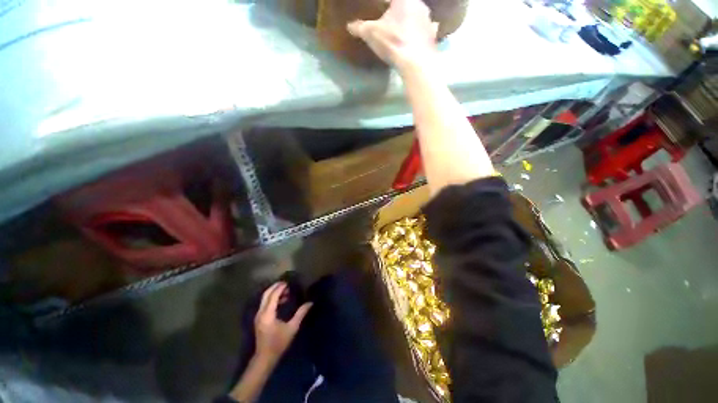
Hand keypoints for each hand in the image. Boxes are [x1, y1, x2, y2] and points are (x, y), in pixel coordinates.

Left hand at [253, 282, 311, 362]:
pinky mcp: (259, 319)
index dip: (280, 288)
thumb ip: (301, 314)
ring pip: (264, 299)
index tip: (288, 282)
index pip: (273, 296)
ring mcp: (258, 316)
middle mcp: (261, 313)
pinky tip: (282, 301)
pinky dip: (272, 299)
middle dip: (275, 287)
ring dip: (274, 293)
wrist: (264, 358)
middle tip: (286, 283)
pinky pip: (265, 304)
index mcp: (268, 314)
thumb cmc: (279, 343)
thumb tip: (310, 303)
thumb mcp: (292, 328)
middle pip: (266, 294)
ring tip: (286, 291)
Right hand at [347, 0, 438, 69]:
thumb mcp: (371, 34)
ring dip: (413, 18)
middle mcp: (419, 4)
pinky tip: (419, 37)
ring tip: (405, 27)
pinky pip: (428, 29)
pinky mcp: (432, 35)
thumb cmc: (393, 42)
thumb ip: (360, 27)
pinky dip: (423, 32)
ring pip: (419, 14)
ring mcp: (428, 20)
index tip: (380, 8)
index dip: (383, 5)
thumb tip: (349, 26)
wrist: (415, 62)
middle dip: (399, 9)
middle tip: (391, 18)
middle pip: (407, 3)